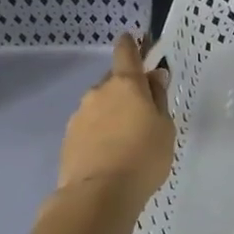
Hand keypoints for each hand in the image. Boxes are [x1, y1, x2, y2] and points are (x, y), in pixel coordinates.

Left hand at [55, 35, 174, 203]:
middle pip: (114, 81)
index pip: (126, 52)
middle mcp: (98, 92)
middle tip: (143, 108)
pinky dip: (100, 131)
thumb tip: (154, 77)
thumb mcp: (165, 127)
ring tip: (127, 137)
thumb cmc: (143, 156)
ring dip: (112, 112)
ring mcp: (80, 115)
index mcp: (126, 85)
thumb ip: (159, 98)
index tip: (135, 39)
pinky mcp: (69, 138)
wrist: (98, 194)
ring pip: (100, 104)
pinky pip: (90, 126)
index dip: (131, 44)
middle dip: (127, 88)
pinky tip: (111, 151)